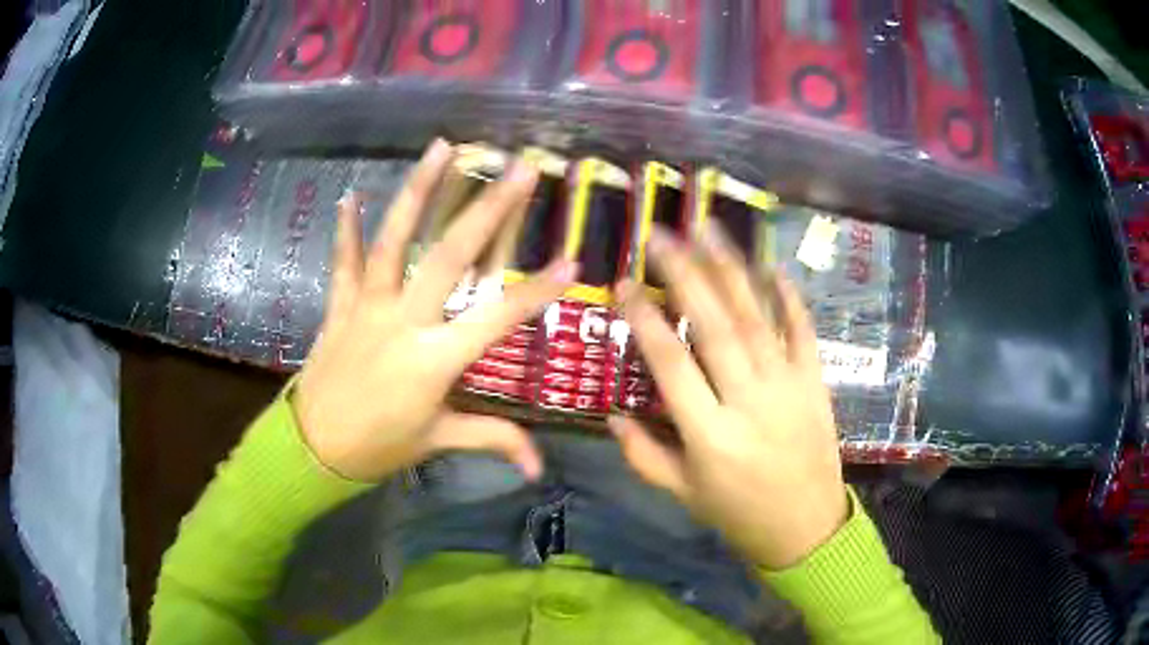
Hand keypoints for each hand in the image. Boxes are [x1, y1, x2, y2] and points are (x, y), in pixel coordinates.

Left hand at [293, 140, 577, 481]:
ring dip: (417, 191)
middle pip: (449, 257)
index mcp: (433, 360)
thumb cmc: (379, 447)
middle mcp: (402, 321)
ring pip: (393, 241)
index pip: (496, 318)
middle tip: (518, 170)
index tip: (570, 261)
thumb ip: (492, 440)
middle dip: (488, 210)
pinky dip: (346, 229)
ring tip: (442, 148)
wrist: (313, 449)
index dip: (535, 292)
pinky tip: (349, 195)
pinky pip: (344, 262)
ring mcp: (367, 306)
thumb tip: (540, 469)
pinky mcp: (340, 306)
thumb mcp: (438, 441)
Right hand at [609, 223, 848, 569]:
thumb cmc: (738, 512)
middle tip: (663, 235)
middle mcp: (749, 401)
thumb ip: (642, 454)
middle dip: (686, 275)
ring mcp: (788, 386)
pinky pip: (803, 330)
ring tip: (708, 229)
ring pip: (757, 317)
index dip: (645, 321)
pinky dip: (788, 296)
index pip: (672, 366)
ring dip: (732, 269)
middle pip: (716, 327)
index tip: (624, 284)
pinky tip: (771, 266)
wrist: (806, 526)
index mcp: (709, 435)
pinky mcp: (815, 381)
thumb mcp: (682, 493)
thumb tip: (611, 414)